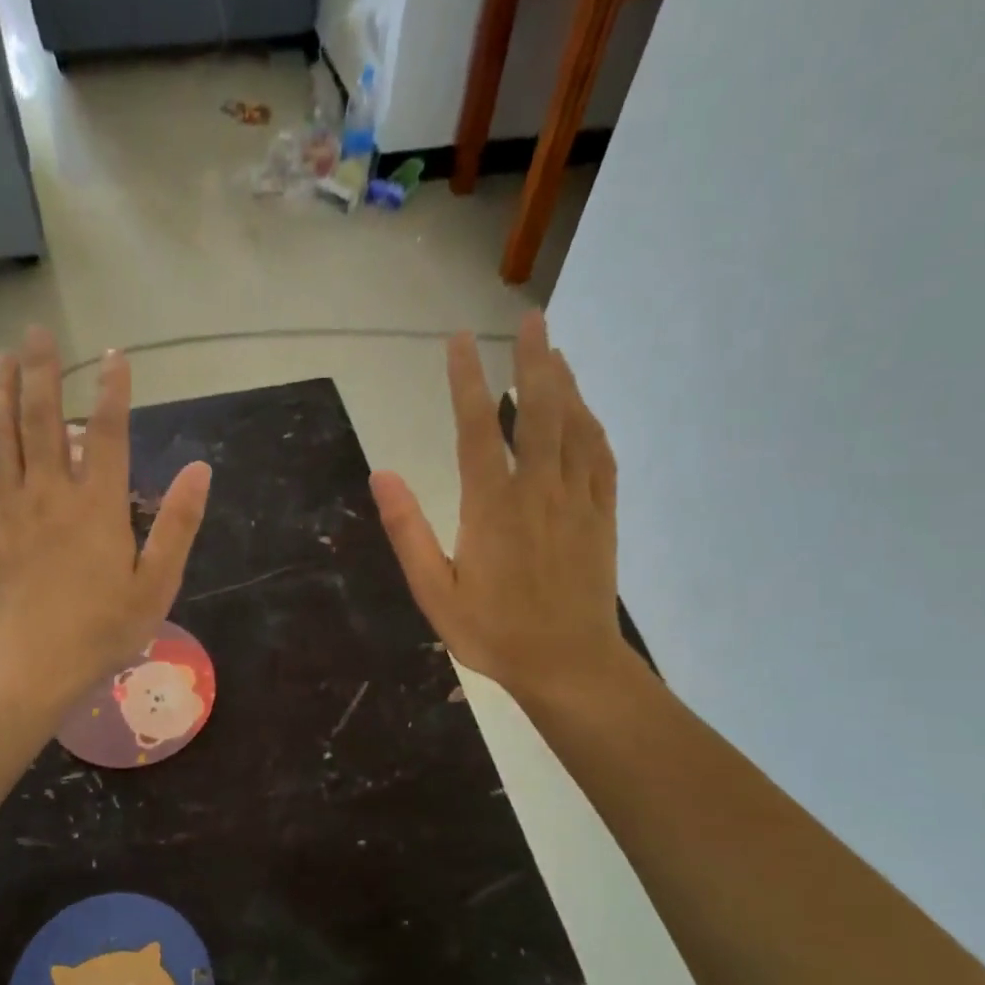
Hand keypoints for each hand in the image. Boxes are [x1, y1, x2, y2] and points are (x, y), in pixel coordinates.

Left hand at [0, 327, 210, 698]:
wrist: (31, 666)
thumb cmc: (103, 630)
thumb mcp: (158, 583)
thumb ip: (178, 523)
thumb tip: (200, 468)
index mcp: (97, 506)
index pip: (106, 432)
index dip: (112, 390)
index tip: (115, 354)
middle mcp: (50, 495)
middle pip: (41, 419)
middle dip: (41, 371)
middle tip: (37, 330)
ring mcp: (11, 510)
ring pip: (0, 439)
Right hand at [369, 311, 628, 706]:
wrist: (568, 664)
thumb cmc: (493, 633)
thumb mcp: (435, 592)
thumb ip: (408, 532)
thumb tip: (382, 475)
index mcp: (492, 506)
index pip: (477, 428)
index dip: (466, 380)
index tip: (459, 342)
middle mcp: (538, 490)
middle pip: (538, 410)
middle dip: (533, 360)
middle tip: (530, 319)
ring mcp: (577, 500)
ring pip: (575, 426)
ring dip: (564, 383)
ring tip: (554, 351)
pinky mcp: (601, 515)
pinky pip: (600, 456)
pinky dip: (591, 425)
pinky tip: (584, 411)